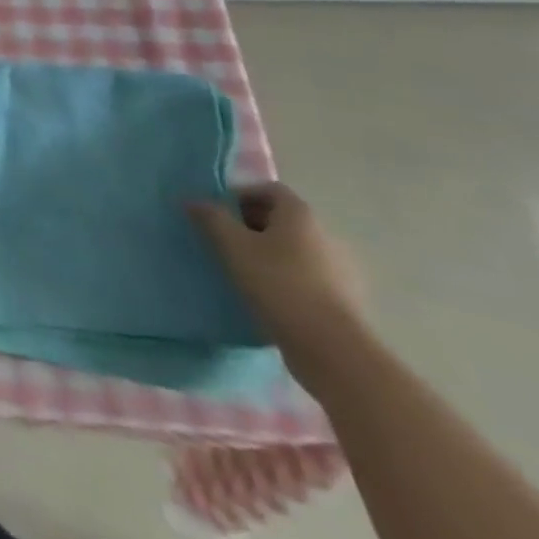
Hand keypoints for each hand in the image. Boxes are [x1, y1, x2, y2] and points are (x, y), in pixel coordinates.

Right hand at [191, 182, 369, 387]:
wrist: (333, 349)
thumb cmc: (278, 284)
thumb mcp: (232, 245)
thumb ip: (210, 217)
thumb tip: (192, 200)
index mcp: (301, 216)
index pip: (270, 190)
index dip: (241, 195)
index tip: (219, 214)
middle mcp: (327, 236)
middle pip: (283, 220)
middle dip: (251, 226)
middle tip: (224, 242)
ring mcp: (342, 270)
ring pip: (296, 250)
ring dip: (269, 254)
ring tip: (243, 271)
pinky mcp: (346, 300)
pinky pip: (308, 277)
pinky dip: (287, 278)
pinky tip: (268, 296)